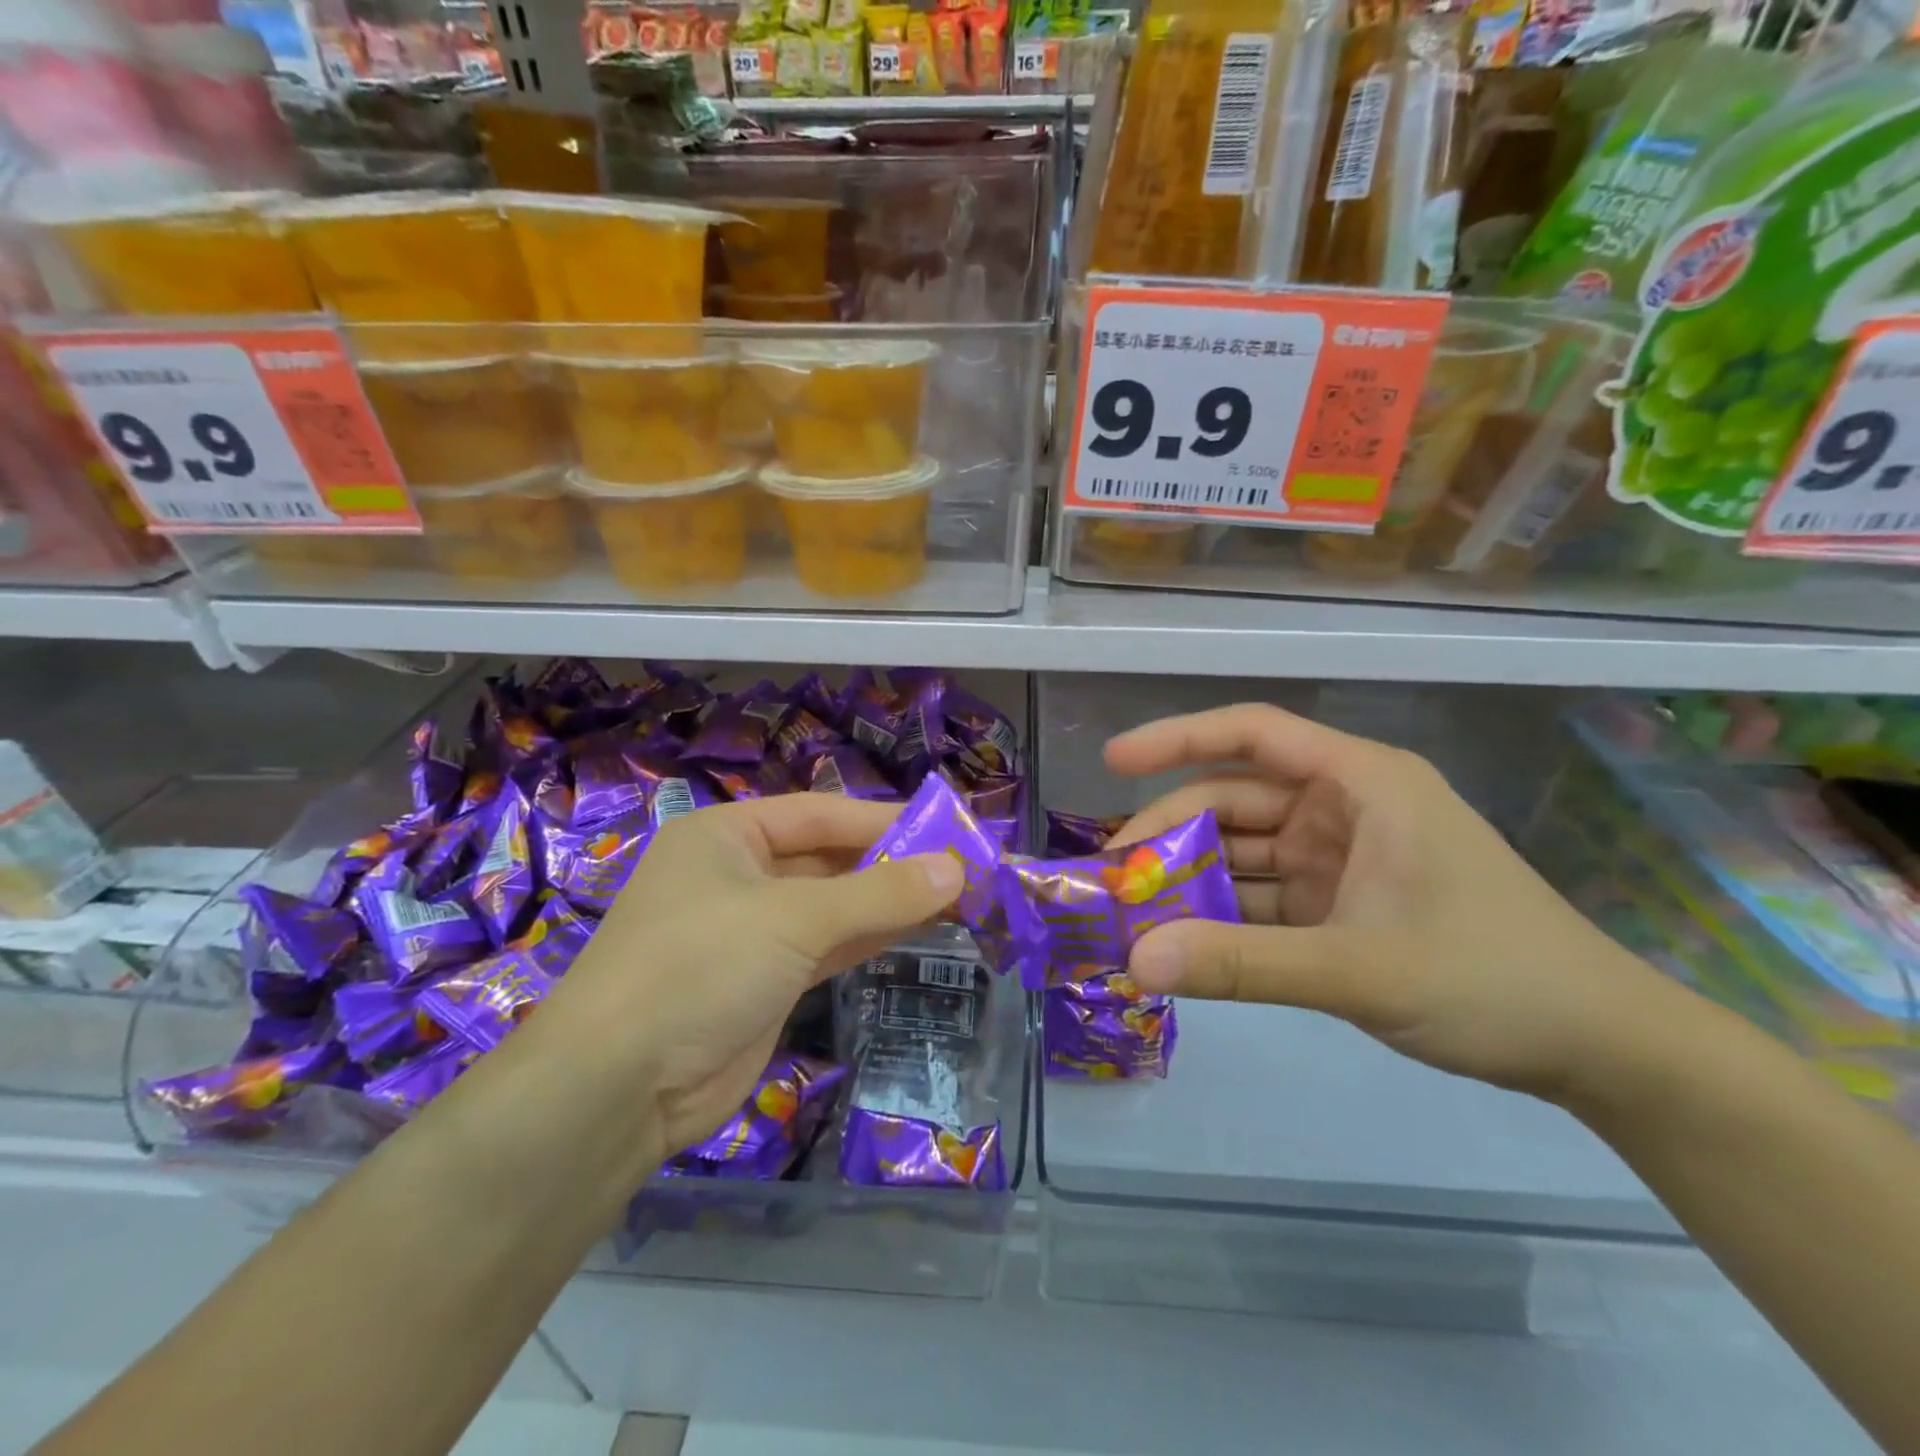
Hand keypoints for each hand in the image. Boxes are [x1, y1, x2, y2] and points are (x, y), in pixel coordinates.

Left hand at [529, 795, 960, 1160]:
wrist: (619, 1088)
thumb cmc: (701, 966)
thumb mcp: (796, 918)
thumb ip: (880, 892)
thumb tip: (957, 870)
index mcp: (727, 835)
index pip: (822, 813)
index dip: (885, 820)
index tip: (948, 829)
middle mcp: (737, 874)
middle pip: (829, 858)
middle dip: (892, 863)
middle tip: (962, 868)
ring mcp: (750, 931)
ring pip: (833, 905)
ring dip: (887, 902)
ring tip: (955, 896)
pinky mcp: (763, 981)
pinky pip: (827, 946)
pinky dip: (869, 936)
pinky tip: (917, 929)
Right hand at [1108, 704, 1677, 1102]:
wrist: (1603, 1049)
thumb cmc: (1492, 978)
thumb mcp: (1357, 969)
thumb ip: (1242, 965)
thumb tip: (1136, 962)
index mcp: (1362, 784)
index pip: (1254, 735)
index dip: (1177, 739)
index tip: (1113, 762)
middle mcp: (1345, 808)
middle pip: (1235, 800)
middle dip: (1170, 832)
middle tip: (1109, 874)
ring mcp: (1343, 858)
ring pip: (1244, 852)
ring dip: (1192, 879)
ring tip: (1130, 912)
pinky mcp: (1342, 905)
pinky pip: (1264, 897)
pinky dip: (1224, 916)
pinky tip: (1181, 941)